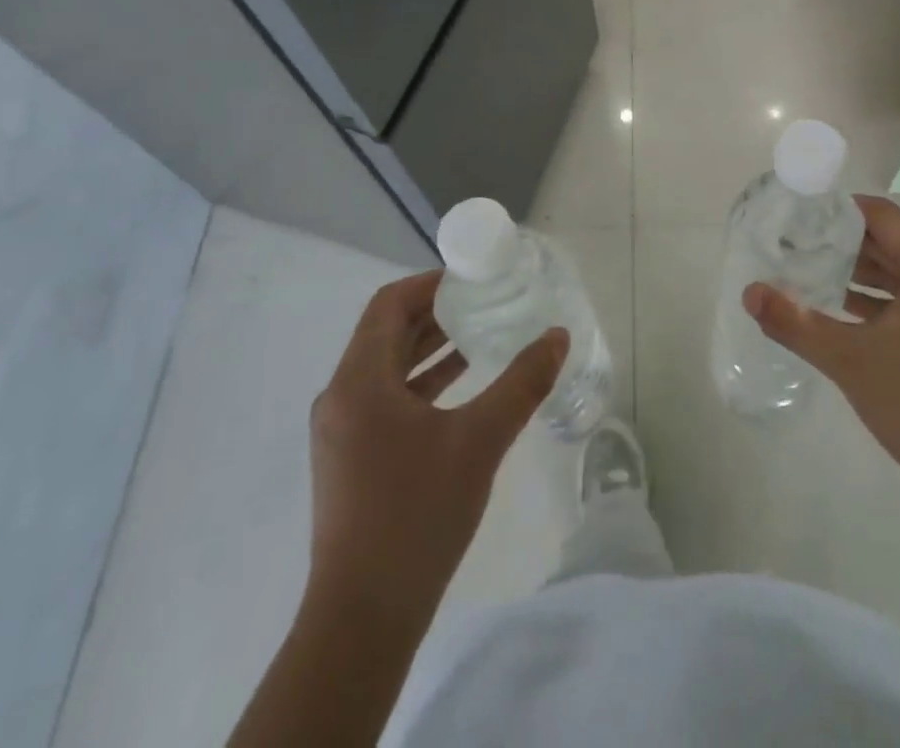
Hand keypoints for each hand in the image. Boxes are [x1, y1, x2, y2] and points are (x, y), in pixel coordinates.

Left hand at [307, 271, 566, 618]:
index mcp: (359, 381)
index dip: (430, 283)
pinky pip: (385, 398)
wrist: (363, 620)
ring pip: (386, 367)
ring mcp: (341, 431)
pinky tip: (462, 386)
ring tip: (481, 335)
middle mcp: (341, 396)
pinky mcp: (350, 458)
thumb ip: (522, 383)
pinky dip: (421, 382)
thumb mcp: (479, 441)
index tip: (472, 278)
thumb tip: (558, 336)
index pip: (389, 304)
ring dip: (430, 348)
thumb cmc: (416, 515)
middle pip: (386, 332)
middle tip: (485, 301)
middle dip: (435, 313)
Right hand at [745, 195, 899, 499]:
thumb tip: (749, 293)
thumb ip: (795, 322)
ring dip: (862, 273)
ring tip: (811, 272)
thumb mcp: (849, 359)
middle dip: (845, 243)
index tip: (801, 216)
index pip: (884, 217)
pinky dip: (881, 301)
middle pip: (895, 243)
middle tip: (797, 243)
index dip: (841, 211)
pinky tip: (843, 312)